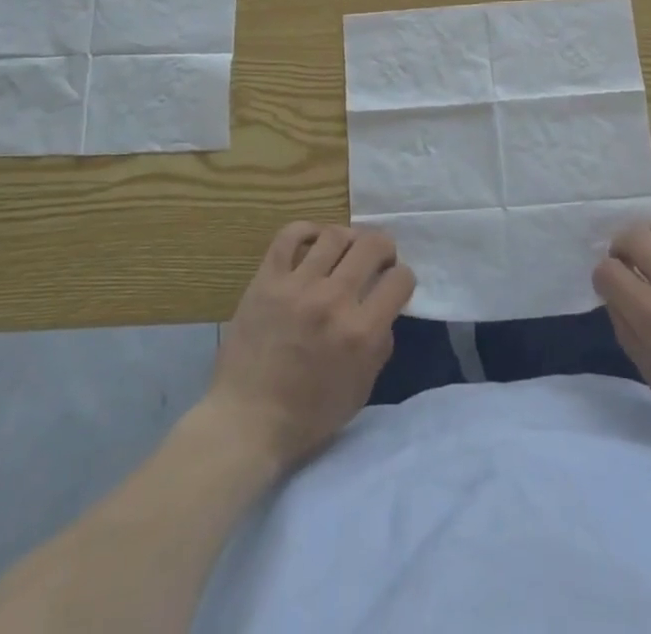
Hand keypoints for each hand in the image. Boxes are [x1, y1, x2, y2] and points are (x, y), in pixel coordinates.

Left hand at [205, 222, 414, 472]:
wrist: (247, 420)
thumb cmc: (307, 416)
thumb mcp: (360, 390)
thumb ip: (379, 346)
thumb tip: (384, 312)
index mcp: (361, 333)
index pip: (400, 279)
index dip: (403, 278)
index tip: (394, 284)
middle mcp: (334, 301)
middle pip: (371, 245)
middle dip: (383, 247)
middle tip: (378, 258)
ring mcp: (298, 286)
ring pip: (334, 235)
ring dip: (348, 238)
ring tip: (346, 249)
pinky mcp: (267, 279)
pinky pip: (290, 236)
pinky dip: (306, 230)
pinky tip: (313, 241)